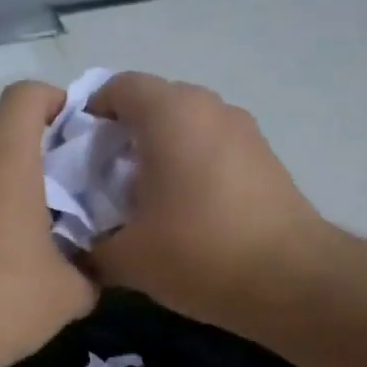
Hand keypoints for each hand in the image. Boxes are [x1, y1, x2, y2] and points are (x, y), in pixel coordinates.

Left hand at [0, 81, 95, 366]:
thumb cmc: (1, 301)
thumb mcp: (67, 294)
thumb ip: (88, 274)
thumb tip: (92, 274)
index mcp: (5, 162)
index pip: (24, 97)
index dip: (52, 99)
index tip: (74, 126)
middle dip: (15, 136)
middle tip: (45, 174)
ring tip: (17, 216)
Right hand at [87, 72, 338, 337]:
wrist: (290, 280)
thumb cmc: (198, 253)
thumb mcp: (126, 257)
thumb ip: (90, 243)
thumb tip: (80, 246)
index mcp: (169, 114)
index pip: (117, 87)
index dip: (89, 114)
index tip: (76, 155)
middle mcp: (208, 107)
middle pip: (152, 103)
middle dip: (122, 134)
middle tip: (102, 179)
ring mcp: (242, 130)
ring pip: (185, 125)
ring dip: (157, 150)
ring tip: (141, 197)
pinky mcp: (263, 157)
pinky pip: (211, 145)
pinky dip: (188, 164)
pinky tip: (181, 209)